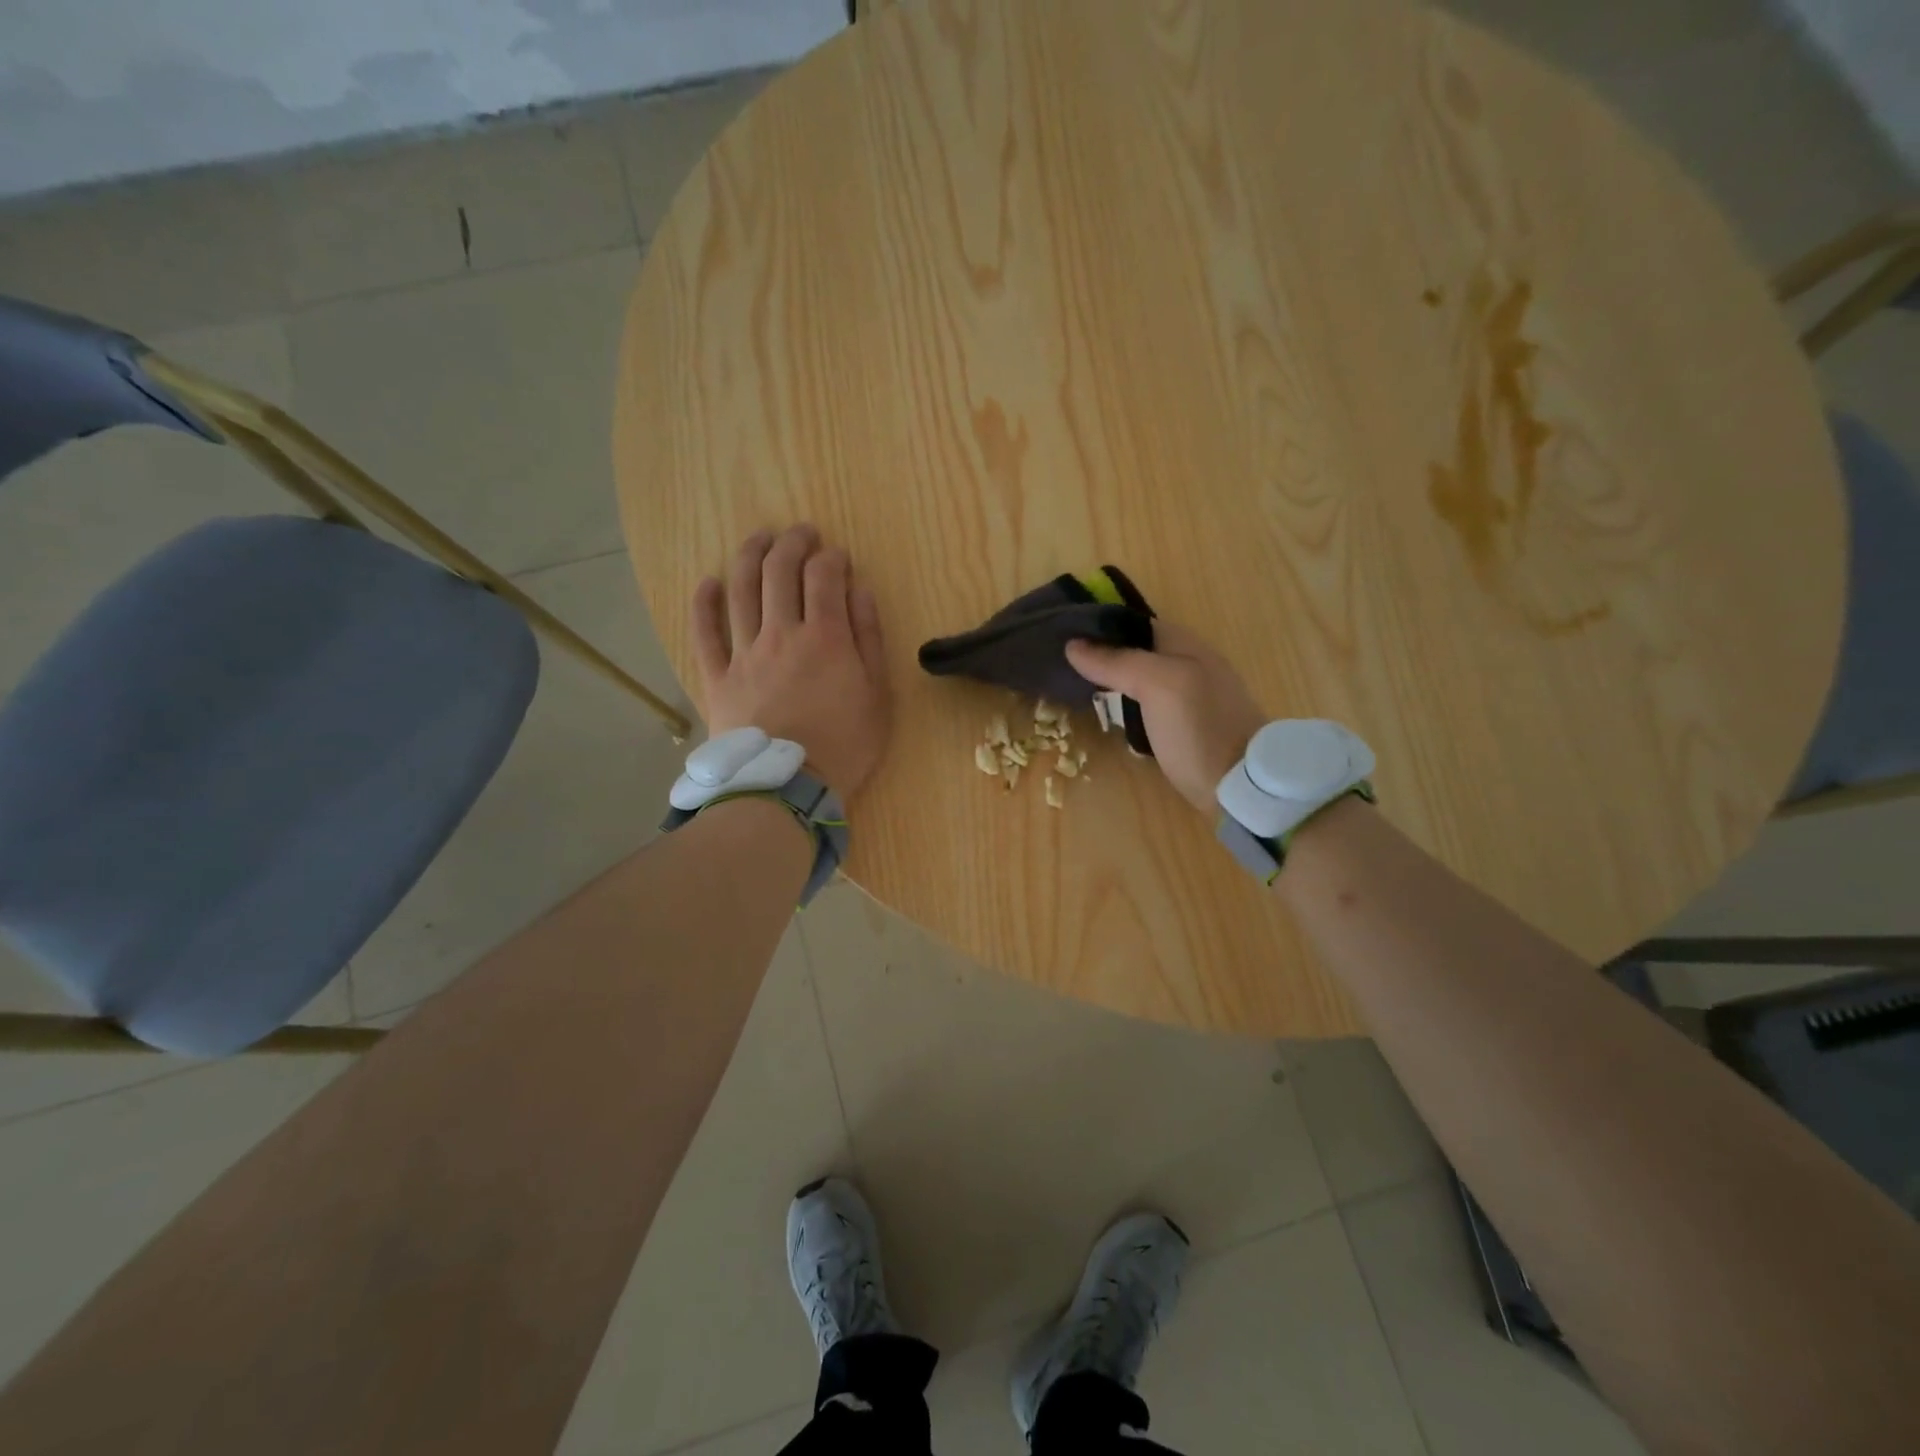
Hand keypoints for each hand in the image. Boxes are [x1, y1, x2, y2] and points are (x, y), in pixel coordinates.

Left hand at [692, 525, 891, 800]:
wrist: (788, 788)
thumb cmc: (844, 745)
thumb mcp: (878, 695)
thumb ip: (869, 639)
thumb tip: (860, 591)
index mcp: (825, 637)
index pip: (824, 577)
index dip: (831, 558)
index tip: (837, 555)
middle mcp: (781, 633)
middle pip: (780, 572)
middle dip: (792, 543)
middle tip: (800, 533)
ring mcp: (744, 653)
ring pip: (742, 590)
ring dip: (750, 556)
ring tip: (759, 538)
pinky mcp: (717, 677)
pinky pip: (705, 633)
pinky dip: (705, 603)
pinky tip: (709, 582)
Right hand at [1066, 623, 1265, 814]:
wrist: (1243, 788)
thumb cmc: (1201, 729)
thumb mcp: (1159, 686)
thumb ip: (1118, 662)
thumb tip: (1073, 645)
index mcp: (1187, 645)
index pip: (1134, 624)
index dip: (1100, 627)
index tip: (1063, 636)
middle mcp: (1190, 665)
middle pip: (1137, 651)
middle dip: (1103, 656)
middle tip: (1064, 668)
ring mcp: (1191, 698)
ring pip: (1141, 679)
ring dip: (1112, 682)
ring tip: (1077, 690)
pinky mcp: (1187, 728)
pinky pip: (1149, 706)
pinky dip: (1127, 708)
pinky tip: (1110, 718)